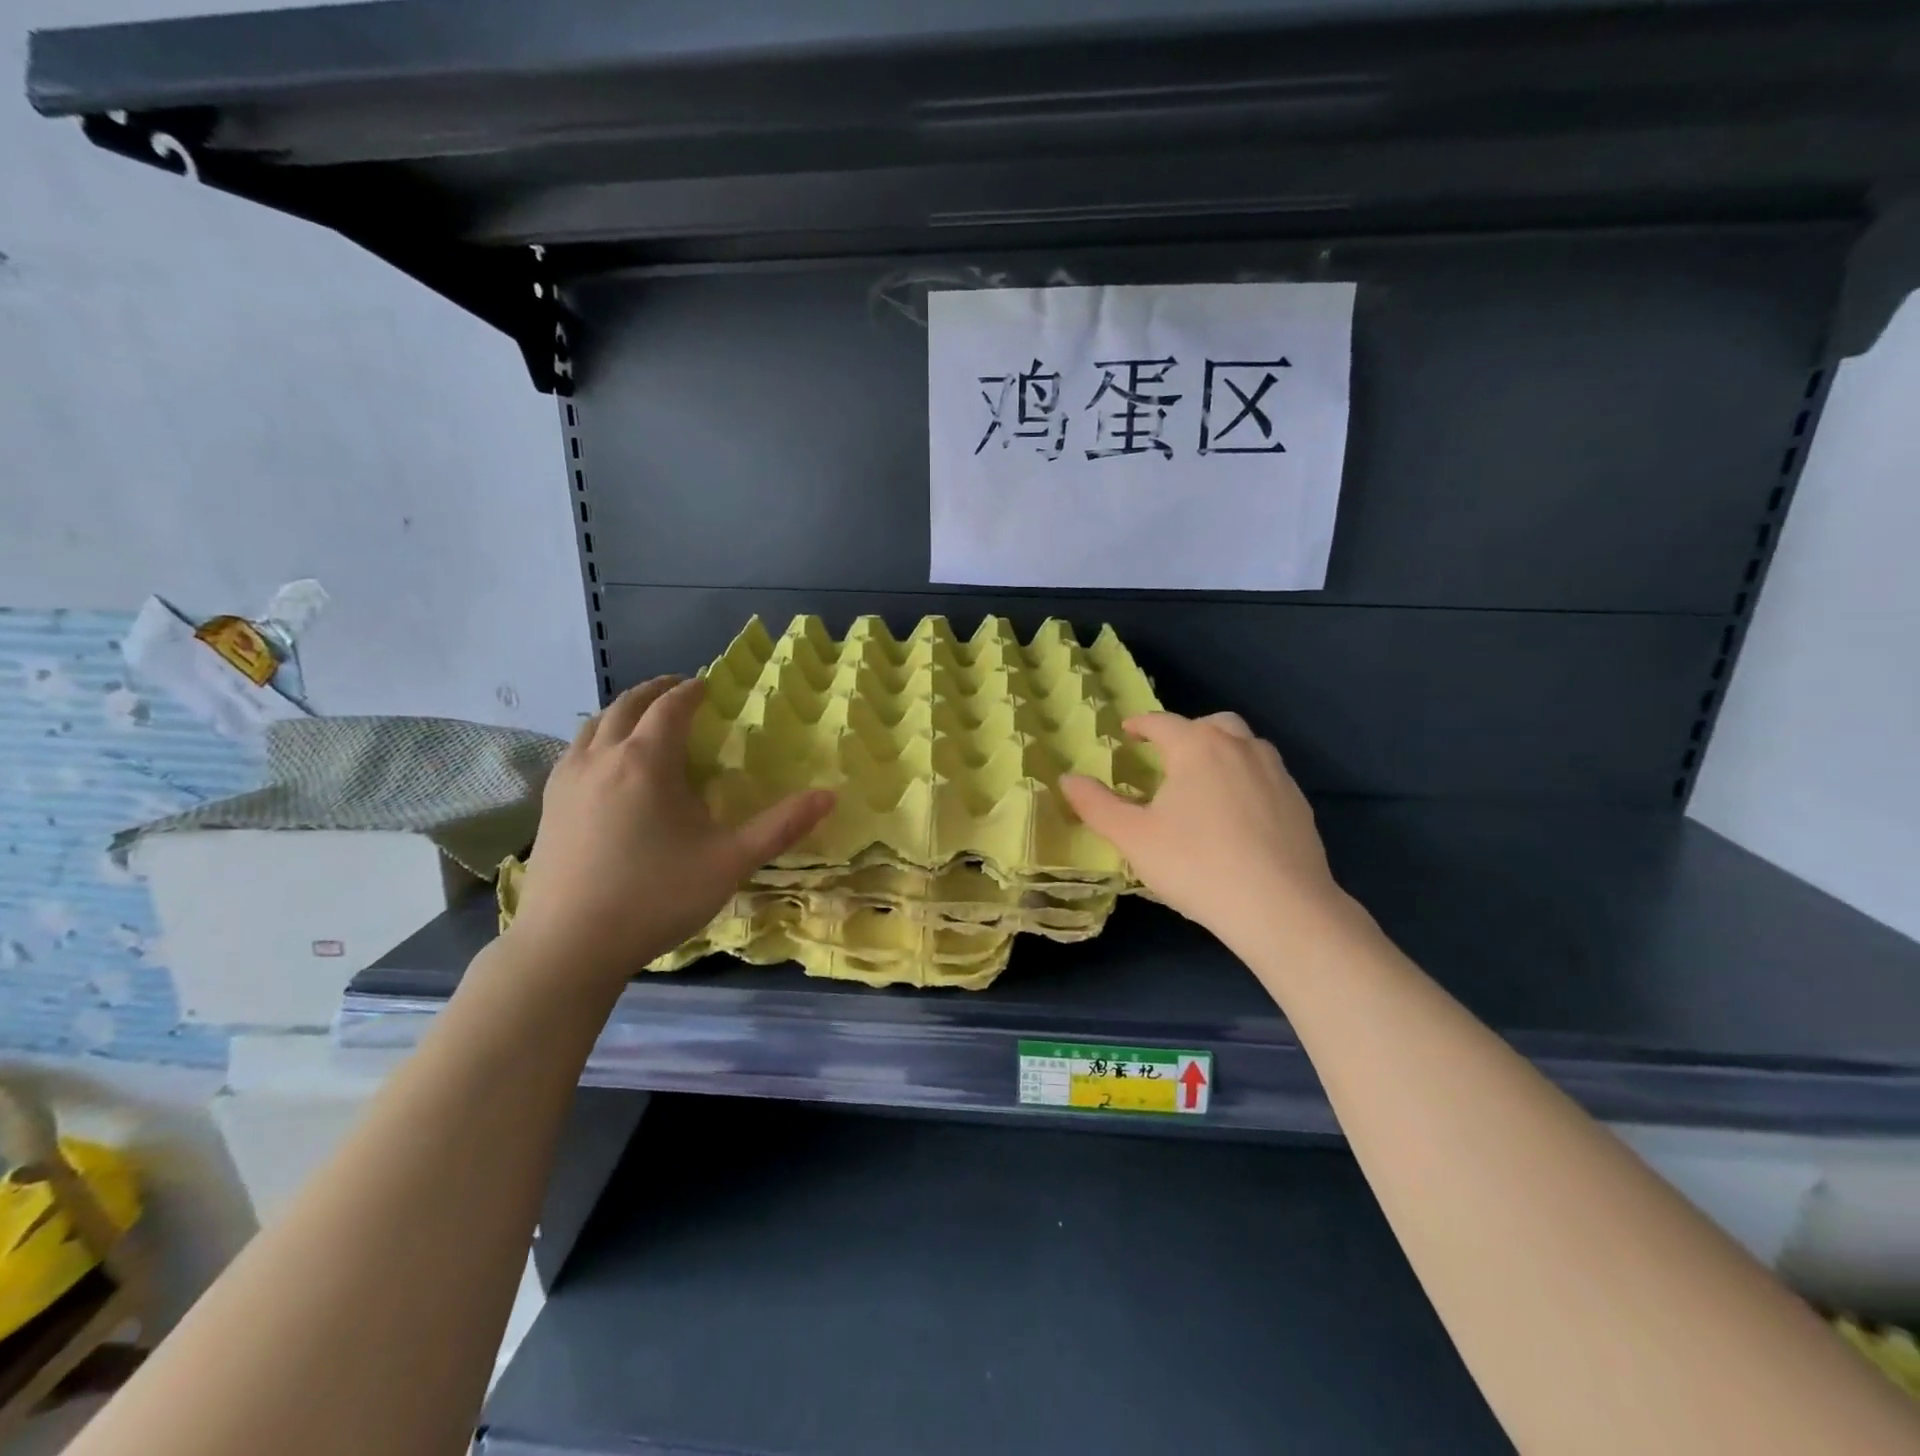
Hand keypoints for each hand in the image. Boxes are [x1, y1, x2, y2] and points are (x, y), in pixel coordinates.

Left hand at [504, 676, 834, 987]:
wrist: (569, 946)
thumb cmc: (656, 897)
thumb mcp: (730, 862)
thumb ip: (781, 826)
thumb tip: (829, 795)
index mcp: (647, 761)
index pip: (670, 707)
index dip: (691, 691)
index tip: (708, 686)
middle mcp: (602, 757)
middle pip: (627, 705)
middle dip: (655, 690)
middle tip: (679, 689)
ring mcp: (568, 780)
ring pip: (593, 724)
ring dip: (623, 710)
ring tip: (643, 717)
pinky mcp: (548, 805)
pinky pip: (574, 750)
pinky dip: (597, 736)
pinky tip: (604, 760)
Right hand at [1061, 712, 1353, 953]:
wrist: (1281, 908)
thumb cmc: (1196, 865)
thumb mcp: (1133, 838)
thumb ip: (1097, 805)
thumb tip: (1067, 779)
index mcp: (1197, 747)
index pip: (1163, 722)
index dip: (1141, 724)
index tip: (1127, 731)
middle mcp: (1240, 748)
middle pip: (1212, 724)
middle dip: (1187, 732)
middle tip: (1168, 755)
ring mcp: (1276, 774)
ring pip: (1246, 746)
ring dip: (1222, 751)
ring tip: (1204, 780)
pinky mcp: (1299, 803)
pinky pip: (1266, 775)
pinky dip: (1246, 778)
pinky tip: (1238, 813)